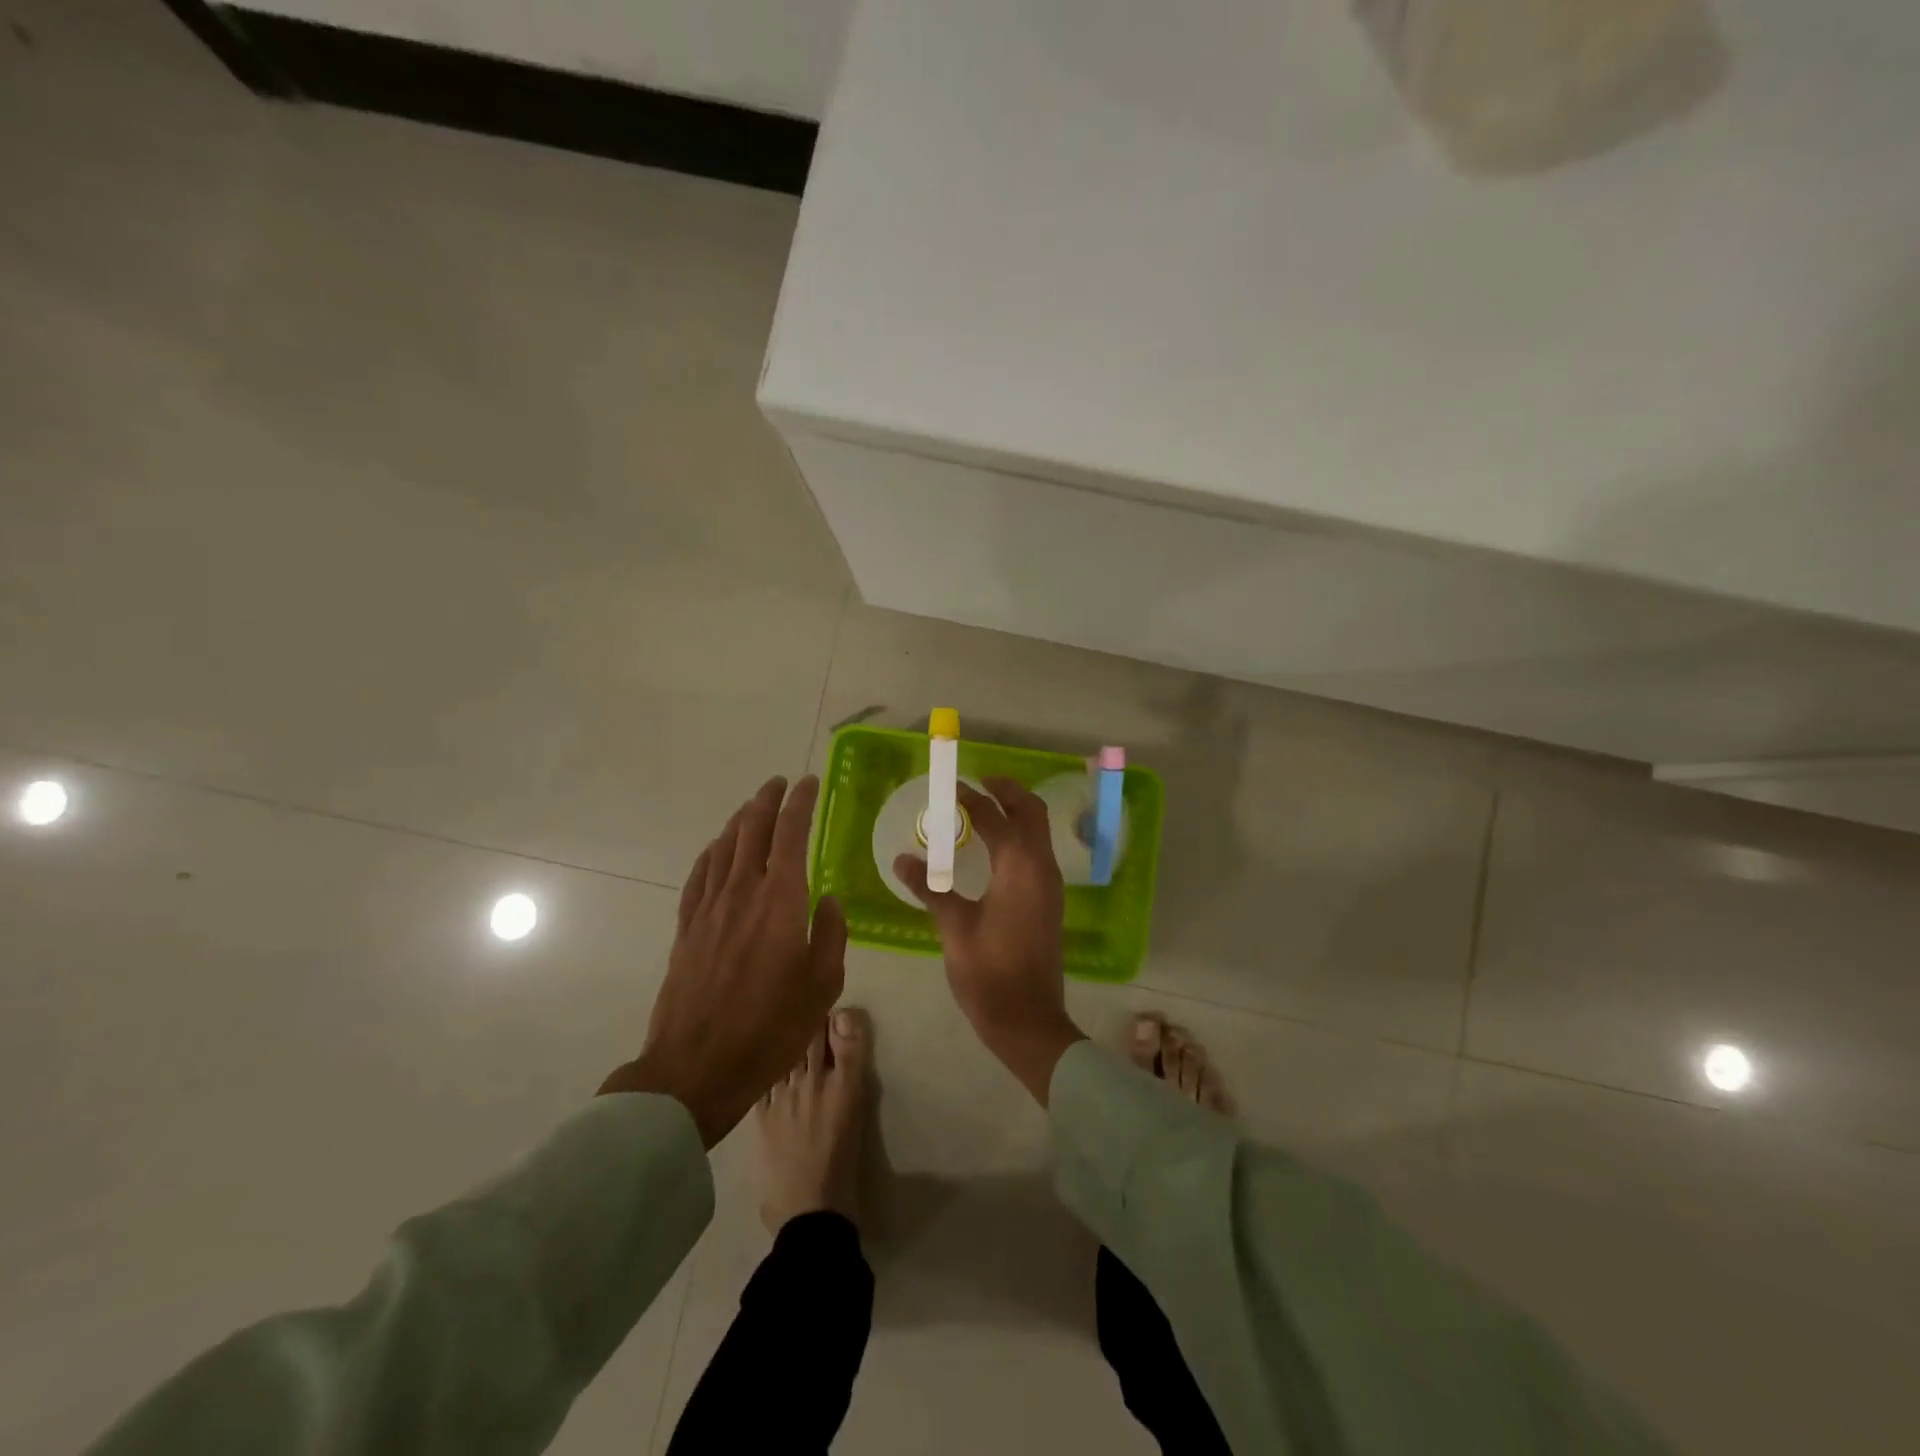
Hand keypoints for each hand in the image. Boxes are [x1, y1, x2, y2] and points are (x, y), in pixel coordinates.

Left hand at [600, 776, 846, 1146]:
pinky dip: (712, 852)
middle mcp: (742, 892)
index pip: (790, 833)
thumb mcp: (823, 985)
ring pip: (723, 847)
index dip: (800, 803)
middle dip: (767, 800)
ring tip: (753, 807)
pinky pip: (699, 875)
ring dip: (740, 820)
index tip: (808, 783)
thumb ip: (830, 934)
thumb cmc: (771, 1028)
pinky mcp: (687, 927)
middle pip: (752, 830)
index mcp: (780, 900)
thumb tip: (828, 899)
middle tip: (780, 783)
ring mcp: (709, 908)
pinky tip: (718, 849)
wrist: (697, 1067)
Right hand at [896, 778, 1085, 1103]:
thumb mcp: (954, 927)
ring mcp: (1050, 885)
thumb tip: (903, 859)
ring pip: (1038, 832)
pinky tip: (992, 848)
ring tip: (982, 809)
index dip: (972, 799)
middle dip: (1007, 792)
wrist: (1028, 1019)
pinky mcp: (1049, 902)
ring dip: (1015, 813)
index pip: (996, 817)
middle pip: (1032, 813)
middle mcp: (1042, 868)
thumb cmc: (989, 972)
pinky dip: (1018, 837)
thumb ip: (930, 888)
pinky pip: (1036, 853)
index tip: (950, 787)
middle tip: (978, 783)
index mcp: (1020, 867)